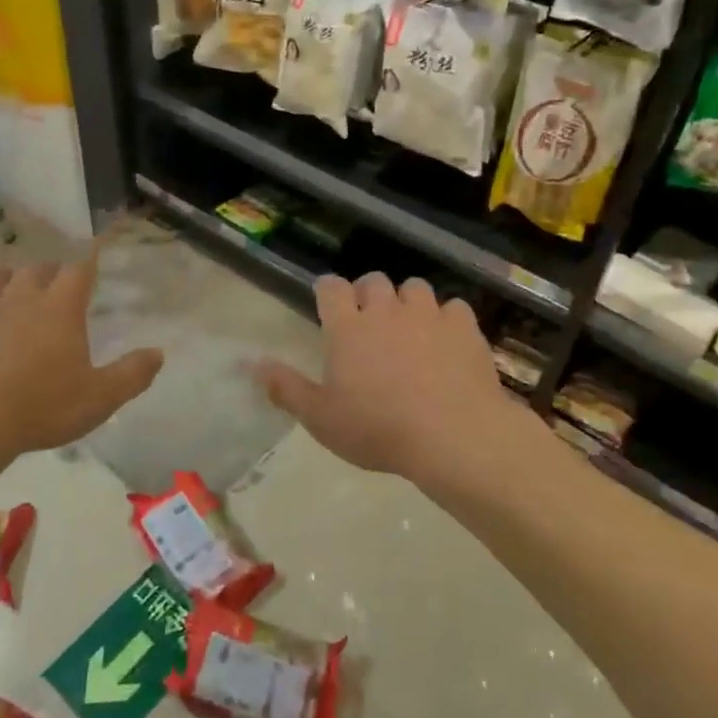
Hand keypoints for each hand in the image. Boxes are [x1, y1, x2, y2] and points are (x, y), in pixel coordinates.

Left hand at [0, 253, 163, 471]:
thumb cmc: (40, 408)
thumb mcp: (99, 399)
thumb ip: (132, 374)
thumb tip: (159, 353)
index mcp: (59, 309)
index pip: (78, 271)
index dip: (87, 263)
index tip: (91, 260)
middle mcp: (19, 297)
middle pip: (35, 269)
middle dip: (47, 272)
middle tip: (52, 283)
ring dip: (0, 277)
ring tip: (5, 284)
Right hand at [253, 273, 526, 486]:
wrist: (453, 436)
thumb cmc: (378, 429)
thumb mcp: (321, 418)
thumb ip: (286, 388)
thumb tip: (252, 364)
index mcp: (347, 328)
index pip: (330, 288)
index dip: (327, 290)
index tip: (328, 302)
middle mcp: (386, 311)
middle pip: (373, 281)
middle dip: (368, 294)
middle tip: (368, 321)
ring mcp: (428, 315)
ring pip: (414, 288)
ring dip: (407, 302)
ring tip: (409, 327)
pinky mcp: (464, 327)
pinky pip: (453, 307)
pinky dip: (447, 318)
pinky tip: (447, 340)